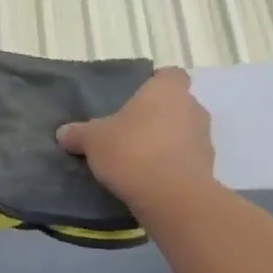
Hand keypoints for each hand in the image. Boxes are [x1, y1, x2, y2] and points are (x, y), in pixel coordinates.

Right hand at [56, 67, 213, 212]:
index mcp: (167, 91)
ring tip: (140, 158)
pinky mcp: (209, 170)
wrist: (170, 197)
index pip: (170, 75)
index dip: (156, 84)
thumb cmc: (131, 150)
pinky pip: (188, 160)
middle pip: (178, 105)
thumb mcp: (92, 140)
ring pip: (185, 133)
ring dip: (168, 142)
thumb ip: (79, 133)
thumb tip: (64, 133)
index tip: (137, 98)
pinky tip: (151, 179)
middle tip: (131, 130)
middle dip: (159, 116)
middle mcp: (192, 109)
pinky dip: (174, 166)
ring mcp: (205, 140)